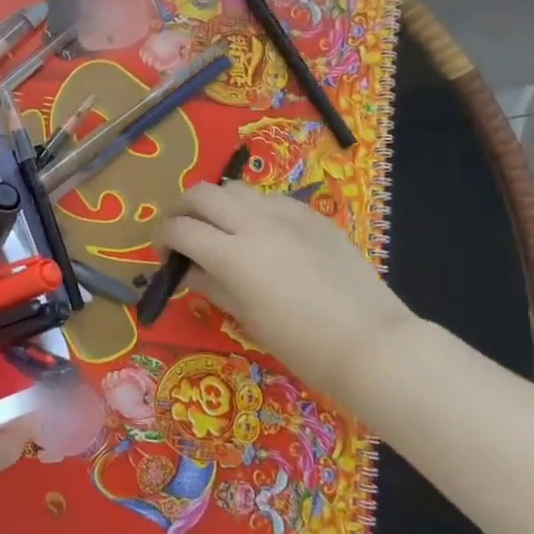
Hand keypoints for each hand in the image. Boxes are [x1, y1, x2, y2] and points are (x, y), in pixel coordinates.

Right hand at [159, 182, 417, 401]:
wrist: (372, 343)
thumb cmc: (301, 344)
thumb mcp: (246, 317)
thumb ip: (211, 284)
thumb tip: (188, 269)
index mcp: (232, 254)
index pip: (179, 228)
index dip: (162, 239)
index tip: (164, 256)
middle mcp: (254, 222)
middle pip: (200, 194)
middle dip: (181, 210)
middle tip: (182, 233)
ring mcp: (287, 214)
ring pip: (235, 189)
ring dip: (217, 205)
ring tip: (221, 230)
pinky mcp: (312, 215)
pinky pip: (271, 200)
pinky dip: (253, 210)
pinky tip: (263, 236)